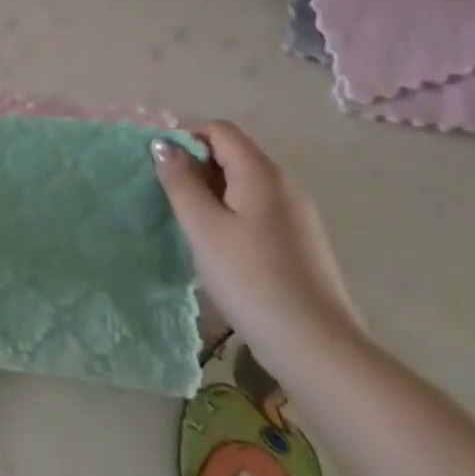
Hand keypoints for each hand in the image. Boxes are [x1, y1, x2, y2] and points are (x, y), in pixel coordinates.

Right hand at [153, 122, 367, 359]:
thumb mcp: (203, 227)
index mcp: (262, 172)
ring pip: (244, 183)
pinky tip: (218, 245)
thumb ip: (180, 181)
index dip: (185, 136)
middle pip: (233, 153)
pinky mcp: (299, 240)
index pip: (220, 130)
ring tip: (187, 222)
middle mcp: (284, 183)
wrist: (316, 345)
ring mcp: (296, 213)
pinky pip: (257, 208)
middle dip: (196, 164)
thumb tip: (163, 145)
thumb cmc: (251, 278)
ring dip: (211, 190)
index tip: (158, 165)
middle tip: (167, 196)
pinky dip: (230, 211)